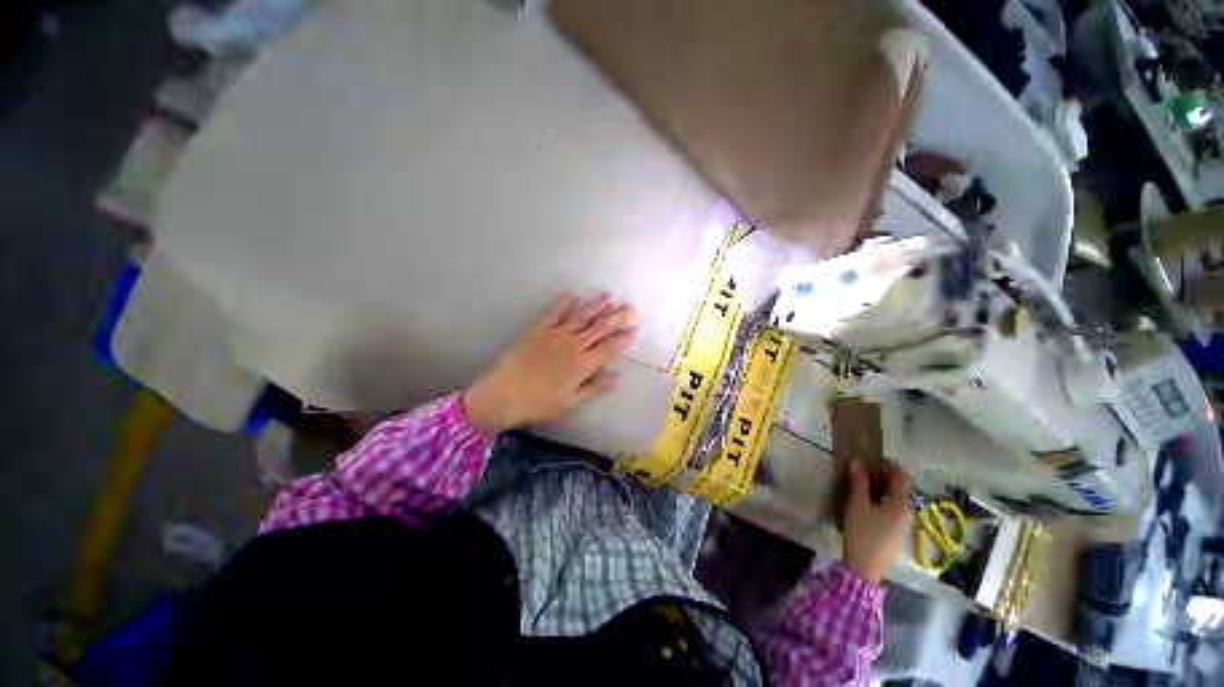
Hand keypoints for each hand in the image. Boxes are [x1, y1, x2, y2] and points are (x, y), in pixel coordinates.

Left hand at [462, 293, 636, 434]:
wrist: (504, 394)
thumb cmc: (539, 403)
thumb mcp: (570, 402)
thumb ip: (594, 387)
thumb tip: (618, 378)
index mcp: (582, 365)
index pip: (609, 348)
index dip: (623, 338)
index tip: (634, 329)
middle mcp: (573, 346)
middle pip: (599, 328)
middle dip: (616, 317)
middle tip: (630, 307)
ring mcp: (555, 335)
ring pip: (581, 317)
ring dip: (596, 306)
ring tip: (609, 297)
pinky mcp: (538, 329)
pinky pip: (553, 313)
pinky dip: (563, 303)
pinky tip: (572, 294)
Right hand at [842, 460, 911, 586]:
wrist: (864, 568)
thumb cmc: (861, 532)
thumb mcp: (857, 504)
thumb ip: (858, 482)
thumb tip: (858, 462)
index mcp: (900, 504)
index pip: (900, 476)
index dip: (887, 464)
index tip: (869, 459)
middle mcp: (906, 513)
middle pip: (899, 488)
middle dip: (881, 476)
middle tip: (861, 471)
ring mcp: (903, 526)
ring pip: (894, 500)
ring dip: (880, 489)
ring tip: (860, 486)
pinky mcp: (895, 536)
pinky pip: (891, 511)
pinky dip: (881, 502)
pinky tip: (865, 506)